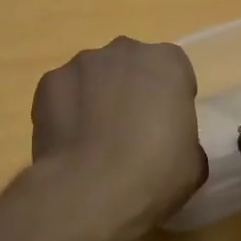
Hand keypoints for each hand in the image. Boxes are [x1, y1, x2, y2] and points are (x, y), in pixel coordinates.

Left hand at [30, 37, 205, 237]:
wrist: (93, 190)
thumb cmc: (156, 174)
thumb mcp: (193, 162)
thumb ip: (184, 140)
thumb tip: (171, 146)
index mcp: (167, 62)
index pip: (174, 72)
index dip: (170, 101)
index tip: (166, 129)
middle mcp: (124, 51)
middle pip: (130, 67)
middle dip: (130, 91)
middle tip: (129, 133)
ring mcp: (81, 64)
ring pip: (93, 77)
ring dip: (95, 99)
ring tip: (93, 143)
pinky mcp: (48, 84)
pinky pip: (62, 94)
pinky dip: (65, 112)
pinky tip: (69, 145)